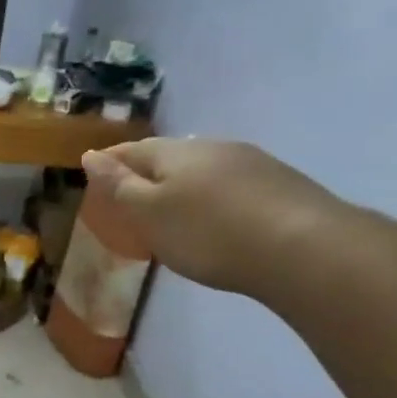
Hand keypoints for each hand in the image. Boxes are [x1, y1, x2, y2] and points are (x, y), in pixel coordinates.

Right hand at [81, 138, 345, 294]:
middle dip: (149, 169)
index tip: (93, 169)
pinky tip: (218, 215)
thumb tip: (91, 155)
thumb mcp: (149, 214)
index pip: (133, 149)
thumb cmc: (209, 233)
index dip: (111, 159)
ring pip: (205, 167)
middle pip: (171, 154)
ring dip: (184, 181)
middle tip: (132, 190)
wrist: (304, 250)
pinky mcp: (282, 186)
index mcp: (177, 152)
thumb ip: (119, 185)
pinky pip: (233, 184)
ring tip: (173, 203)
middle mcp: (214, 147)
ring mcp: (253, 164)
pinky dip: (214, 195)